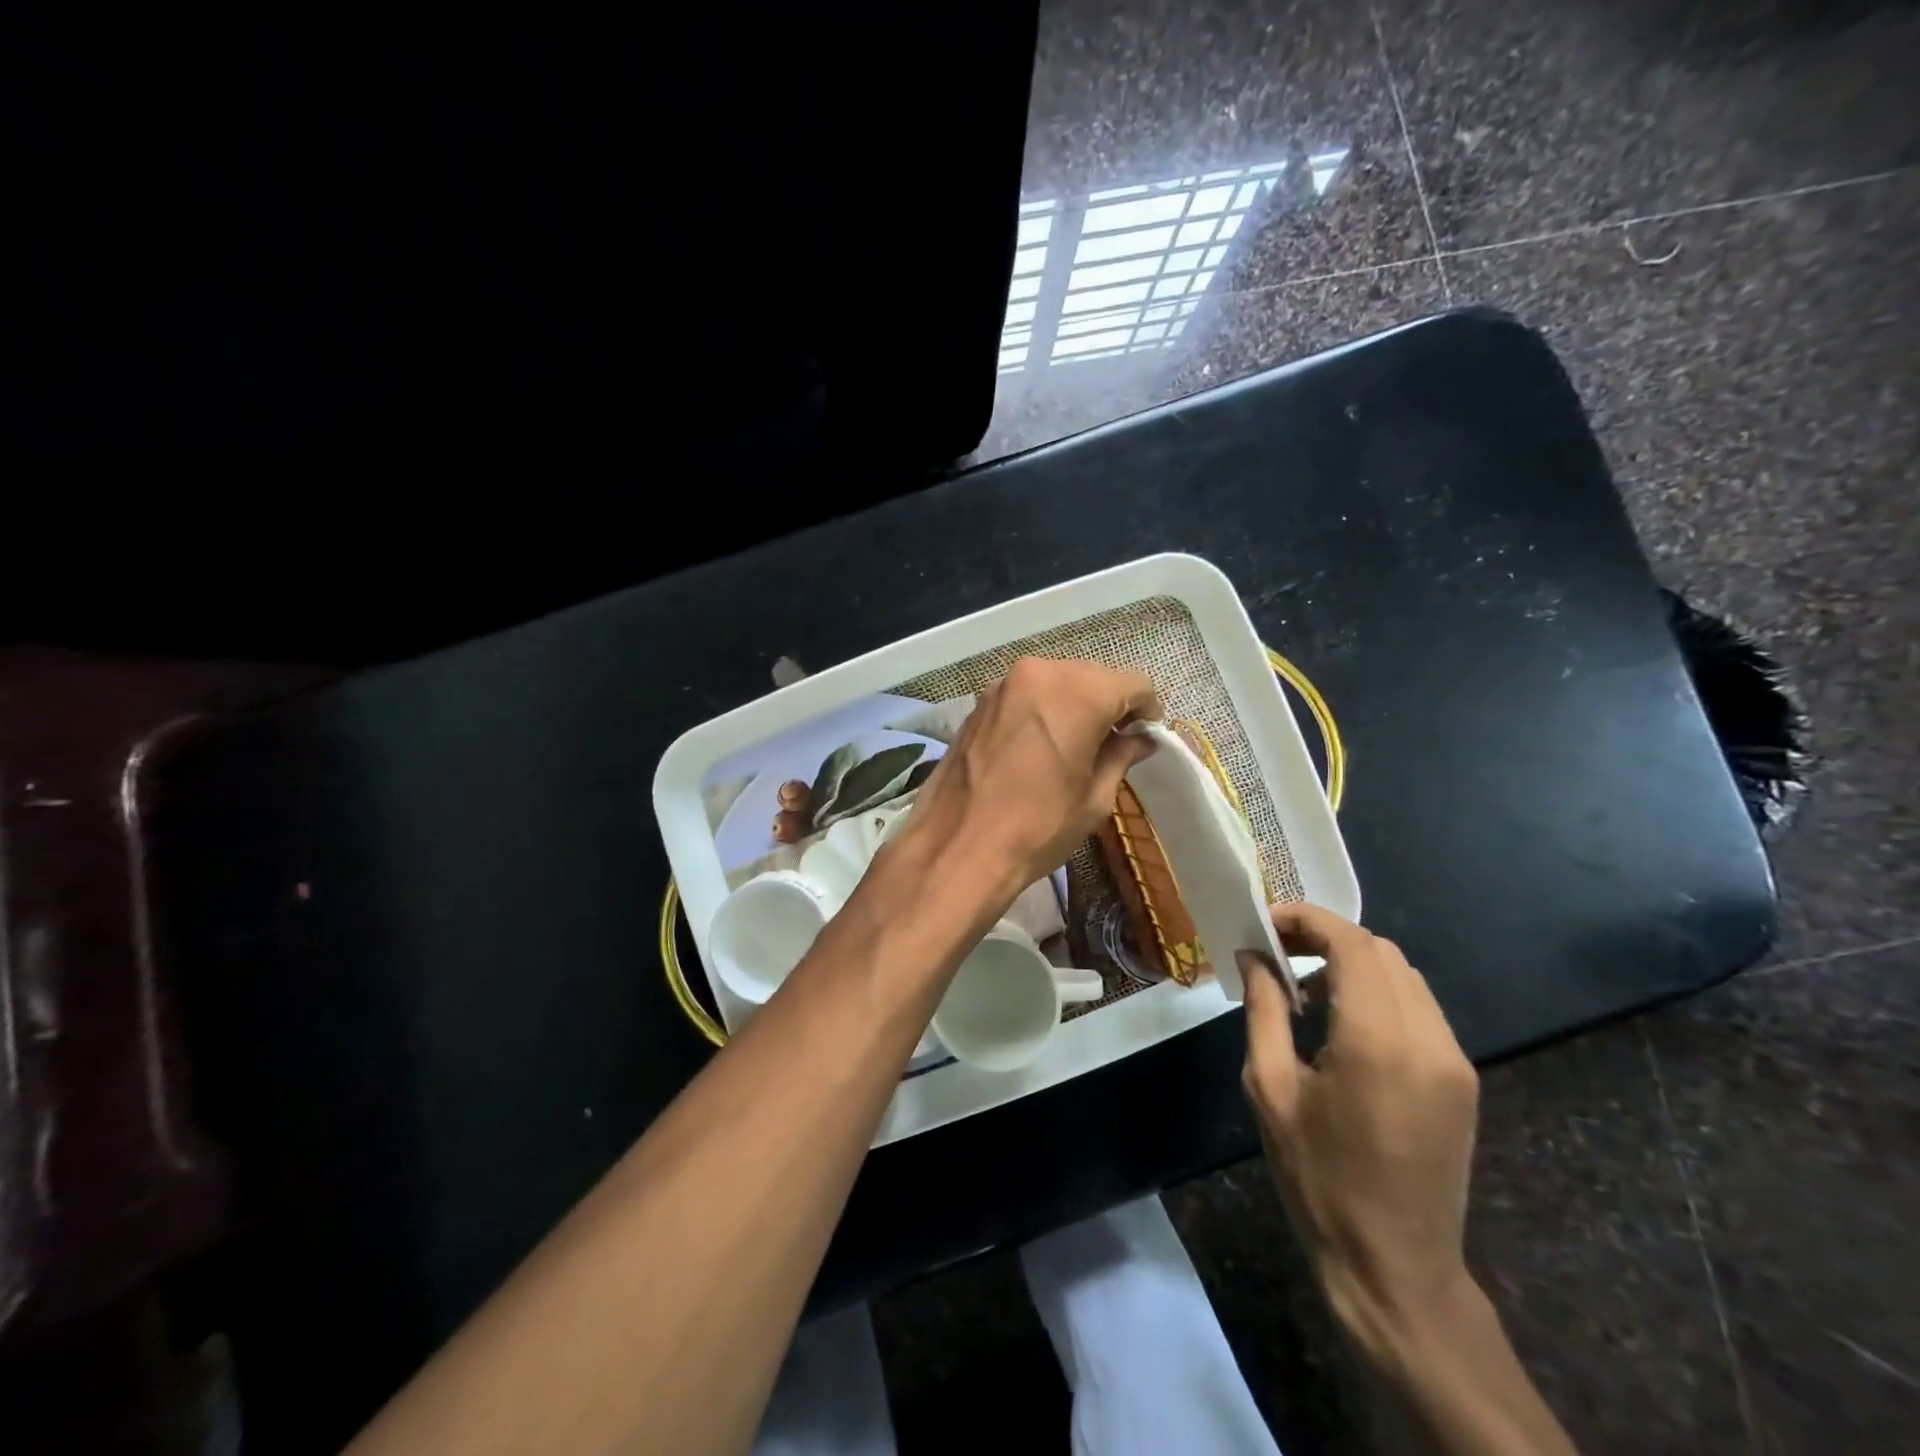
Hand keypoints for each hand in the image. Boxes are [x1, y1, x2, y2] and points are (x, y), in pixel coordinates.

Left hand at [890, 656, 1160, 914]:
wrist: (958, 846)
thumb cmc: (1038, 827)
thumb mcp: (1094, 798)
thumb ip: (1121, 757)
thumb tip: (1139, 740)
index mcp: (1077, 692)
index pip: (1133, 683)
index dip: (1147, 709)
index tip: (1145, 735)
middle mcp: (1040, 672)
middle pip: (1093, 676)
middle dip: (1110, 704)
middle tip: (1116, 742)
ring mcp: (1003, 684)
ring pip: (1057, 681)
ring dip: (1074, 705)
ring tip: (1077, 745)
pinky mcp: (979, 702)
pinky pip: (1026, 694)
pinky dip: (1043, 709)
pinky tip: (1042, 744)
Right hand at [1238, 905, 1479, 1355]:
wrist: (1396, 1267)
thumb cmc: (1319, 1179)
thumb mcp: (1270, 1089)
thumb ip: (1264, 1010)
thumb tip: (1254, 957)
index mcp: (1376, 1042)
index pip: (1352, 944)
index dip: (1308, 920)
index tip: (1266, 923)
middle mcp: (1428, 1040)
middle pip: (1381, 951)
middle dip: (1327, 937)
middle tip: (1278, 951)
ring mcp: (1454, 1060)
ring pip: (1404, 975)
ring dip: (1354, 964)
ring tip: (1305, 985)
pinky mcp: (1462, 1080)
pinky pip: (1419, 1008)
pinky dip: (1378, 993)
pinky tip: (1342, 1021)